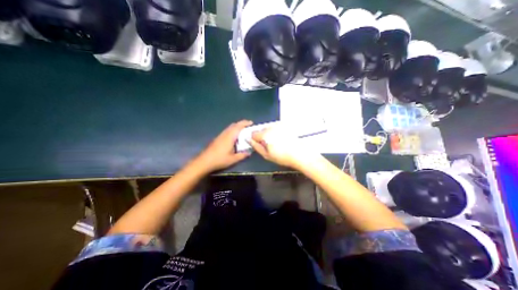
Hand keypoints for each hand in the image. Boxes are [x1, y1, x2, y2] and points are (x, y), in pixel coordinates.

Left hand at [194, 119, 253, 172]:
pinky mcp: (217, 138)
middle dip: (241, 124)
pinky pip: (227, 131)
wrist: (204, 161)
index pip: (238, 126)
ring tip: (243, 131)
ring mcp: (220, 135)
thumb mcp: (233, 159)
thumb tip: (249, 152)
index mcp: (230, 137)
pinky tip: (234, 137)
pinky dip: (233, 130)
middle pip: (234, 125)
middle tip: (248, 126)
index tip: (251, 123)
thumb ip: (242, 155)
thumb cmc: (219, 160)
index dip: (245, 123)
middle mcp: (225, 134)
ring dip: (237, 127)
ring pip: (230, 127)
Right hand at [248, 124, 320, 169]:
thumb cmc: (282, 157)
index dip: (255, 140)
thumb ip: (256, 146)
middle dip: (262, 136)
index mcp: (265, 134)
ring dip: (269, 133)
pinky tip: (282, 139)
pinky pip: (276, 127)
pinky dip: (276, 132)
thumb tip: (249, 140)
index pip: (254, 134)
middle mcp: (271, 127)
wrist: (299, 154)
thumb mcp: (266, 155)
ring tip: (277, 142)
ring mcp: (279, 125)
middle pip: (261, 130)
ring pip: (268, 128)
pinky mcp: (285, 125)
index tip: (260, 145)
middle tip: (269, 145)